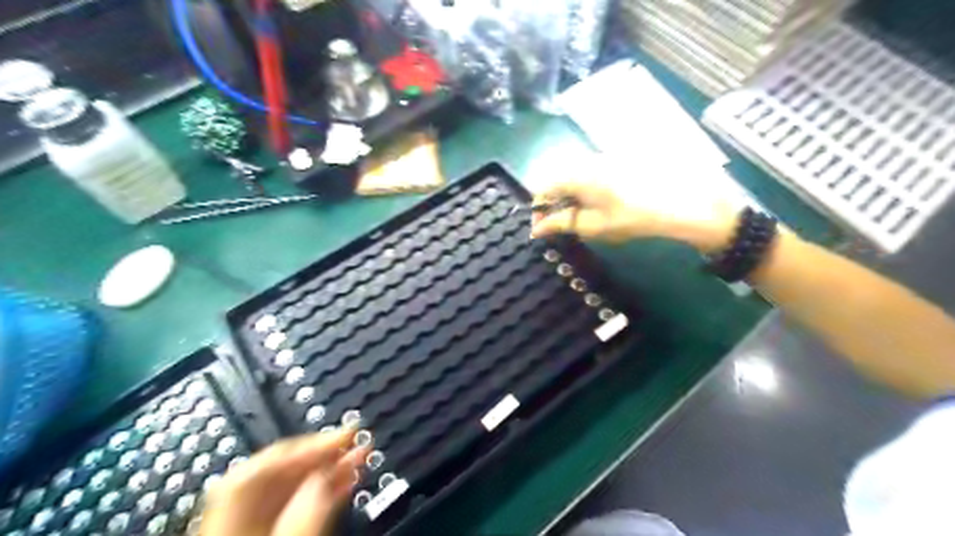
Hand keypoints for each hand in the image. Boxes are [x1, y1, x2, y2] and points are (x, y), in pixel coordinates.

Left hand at [199, 427, 370, 534]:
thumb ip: (310, 508)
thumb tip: (331, 470)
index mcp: (233, 508)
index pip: (270, 460)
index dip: (312, 442)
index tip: (348, 431)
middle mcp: (234, 511)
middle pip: (279, 467)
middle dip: (323, 451)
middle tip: (357, 439)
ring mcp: (245, 522)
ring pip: (290, 484)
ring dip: (327, 468)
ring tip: (358, 456)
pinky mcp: (261, 532)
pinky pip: (292, 501)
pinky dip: (319, 490)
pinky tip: (343, 481)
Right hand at [529, 179, 736, 252]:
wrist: (681, 203)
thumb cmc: (630, 217)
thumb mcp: (592, 225)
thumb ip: (560, 224)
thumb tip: (536, 229)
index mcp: (576, 174)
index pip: (543, 188)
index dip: (538, 210)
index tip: (542, 230)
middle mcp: (587, 160)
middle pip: (558, 180)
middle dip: (555, 204)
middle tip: (563, 226)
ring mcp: (605, 157)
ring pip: (576, 176)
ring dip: (571, 198)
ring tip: (583, 219)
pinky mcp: (620, 160)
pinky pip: (593, 174)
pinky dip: (588, 191)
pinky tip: (602, 206)